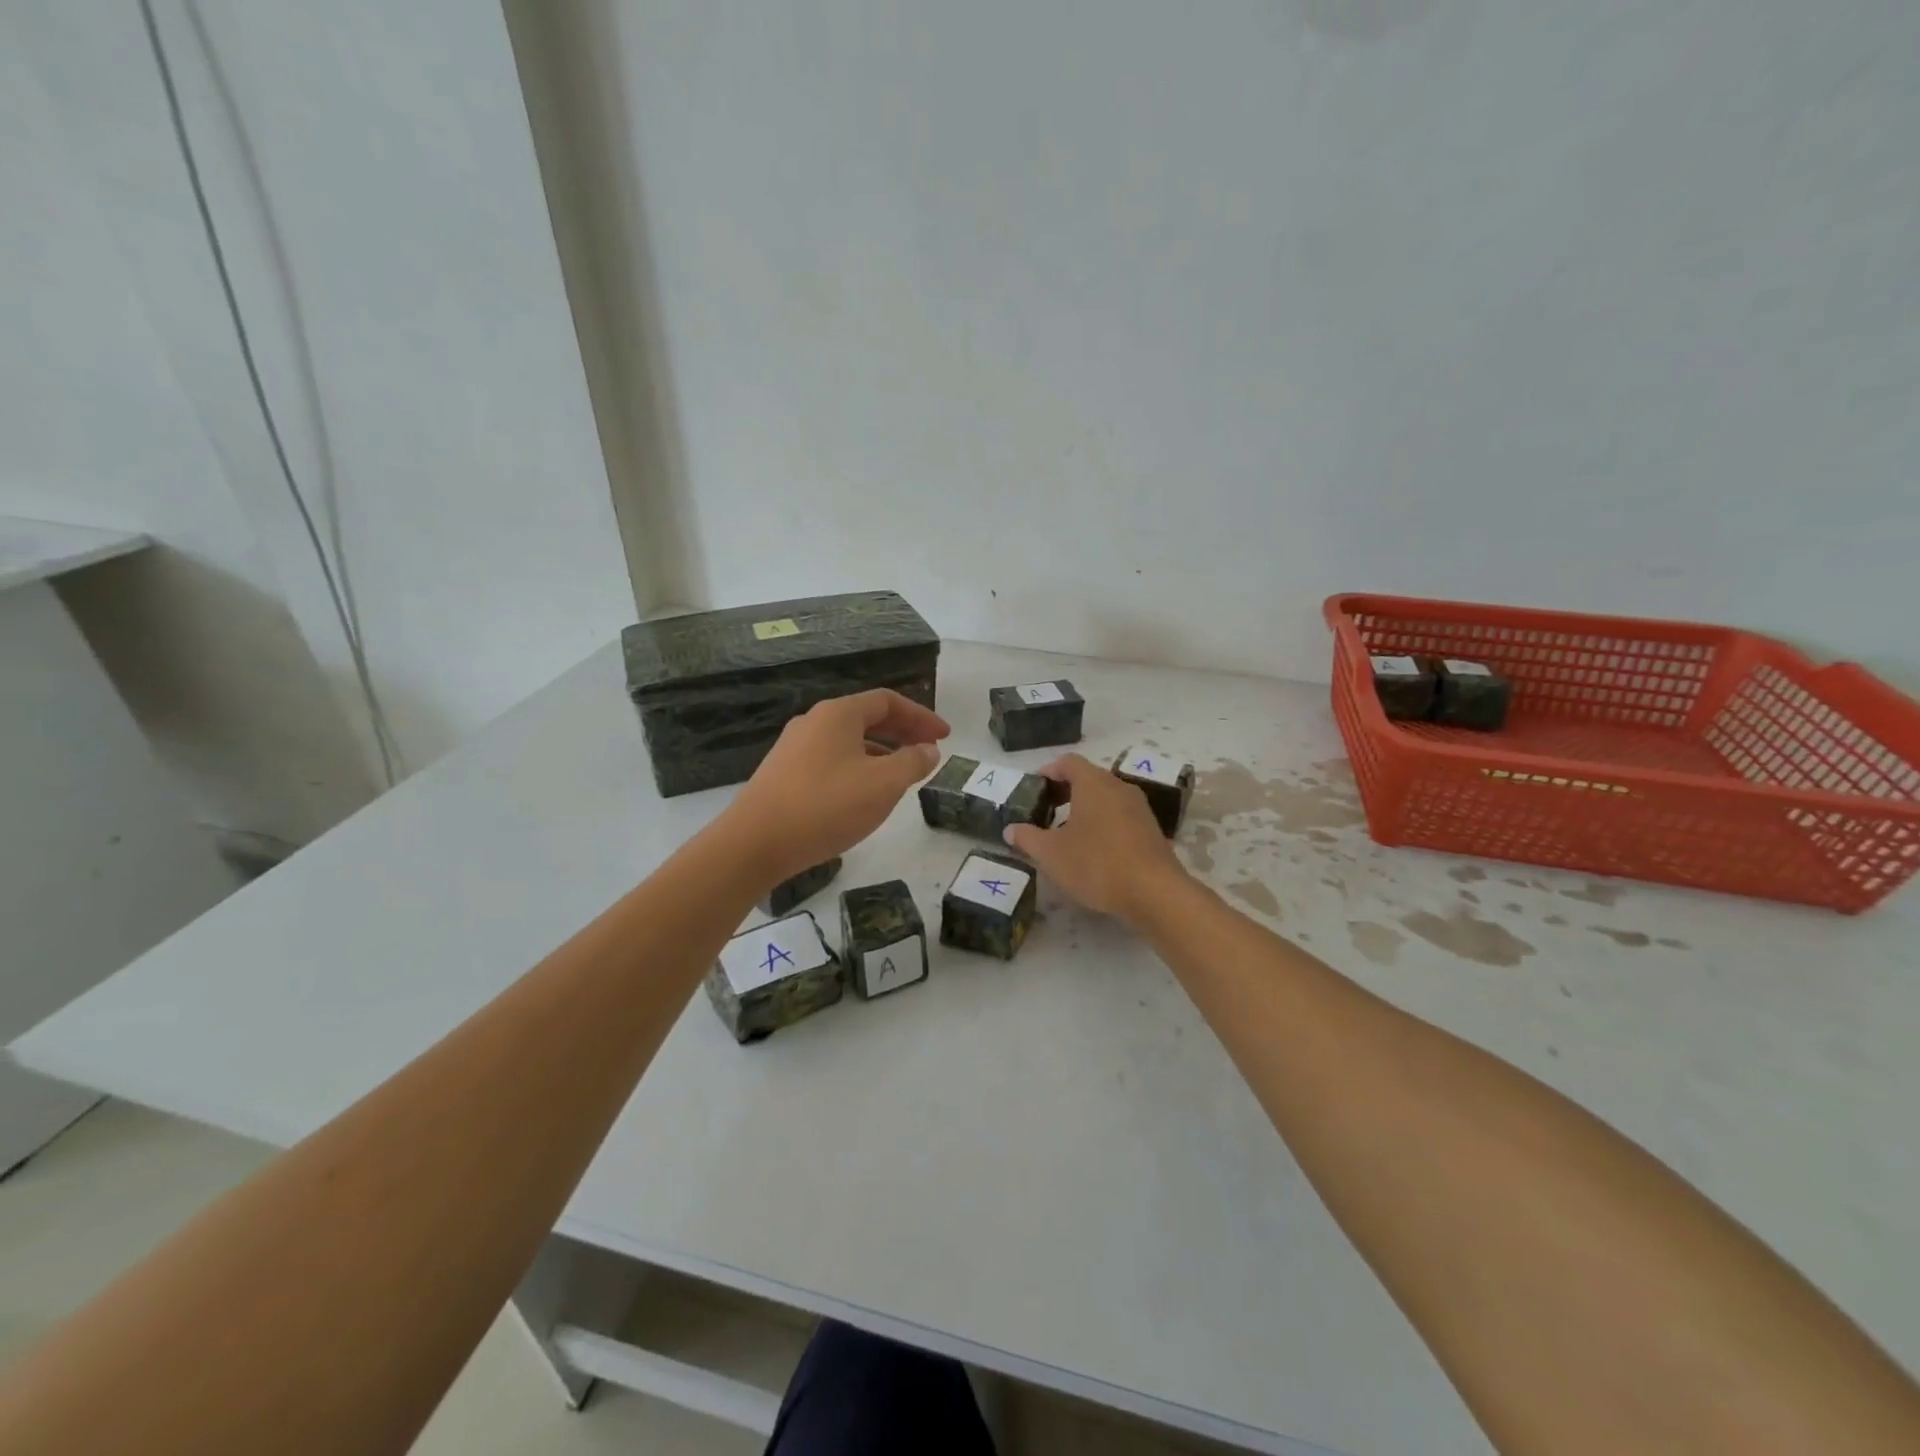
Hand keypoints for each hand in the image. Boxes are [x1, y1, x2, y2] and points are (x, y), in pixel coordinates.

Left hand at [727, 689, 949, 884]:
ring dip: (881, 752)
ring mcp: (794, 747)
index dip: (921, 716)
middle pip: (867, 717)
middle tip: (929, 751)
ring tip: (902, 775)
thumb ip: (912, 762)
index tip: (945, 736)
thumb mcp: (883, 784)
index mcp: (838, 714)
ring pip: (849, 741)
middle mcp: (814, 722)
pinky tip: (864, 795)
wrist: (755, 843)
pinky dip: (858, 767)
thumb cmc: (826, 806)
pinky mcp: (783, 774)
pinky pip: (831, 760)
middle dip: (902, 732)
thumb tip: (928, 749)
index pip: (888, 701)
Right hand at [1003, 753, 1185, 921]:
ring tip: (1066, 834)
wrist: (1155, 893)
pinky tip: (1094, 851)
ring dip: (1084, 809)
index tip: (1034, 790)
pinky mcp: (1151, 830)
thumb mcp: (1051, 854)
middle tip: (1045, 812)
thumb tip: (1011, 829)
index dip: (1048, 771)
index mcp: (1093, 783)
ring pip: (1106, 798)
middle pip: (1088, 778)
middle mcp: (1119, 787)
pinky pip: (1121, 816)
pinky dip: (1103, 824)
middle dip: (1064, 791)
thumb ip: (1027, 838)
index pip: (1068, 762)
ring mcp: (1139, 808)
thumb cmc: (1097, 864)